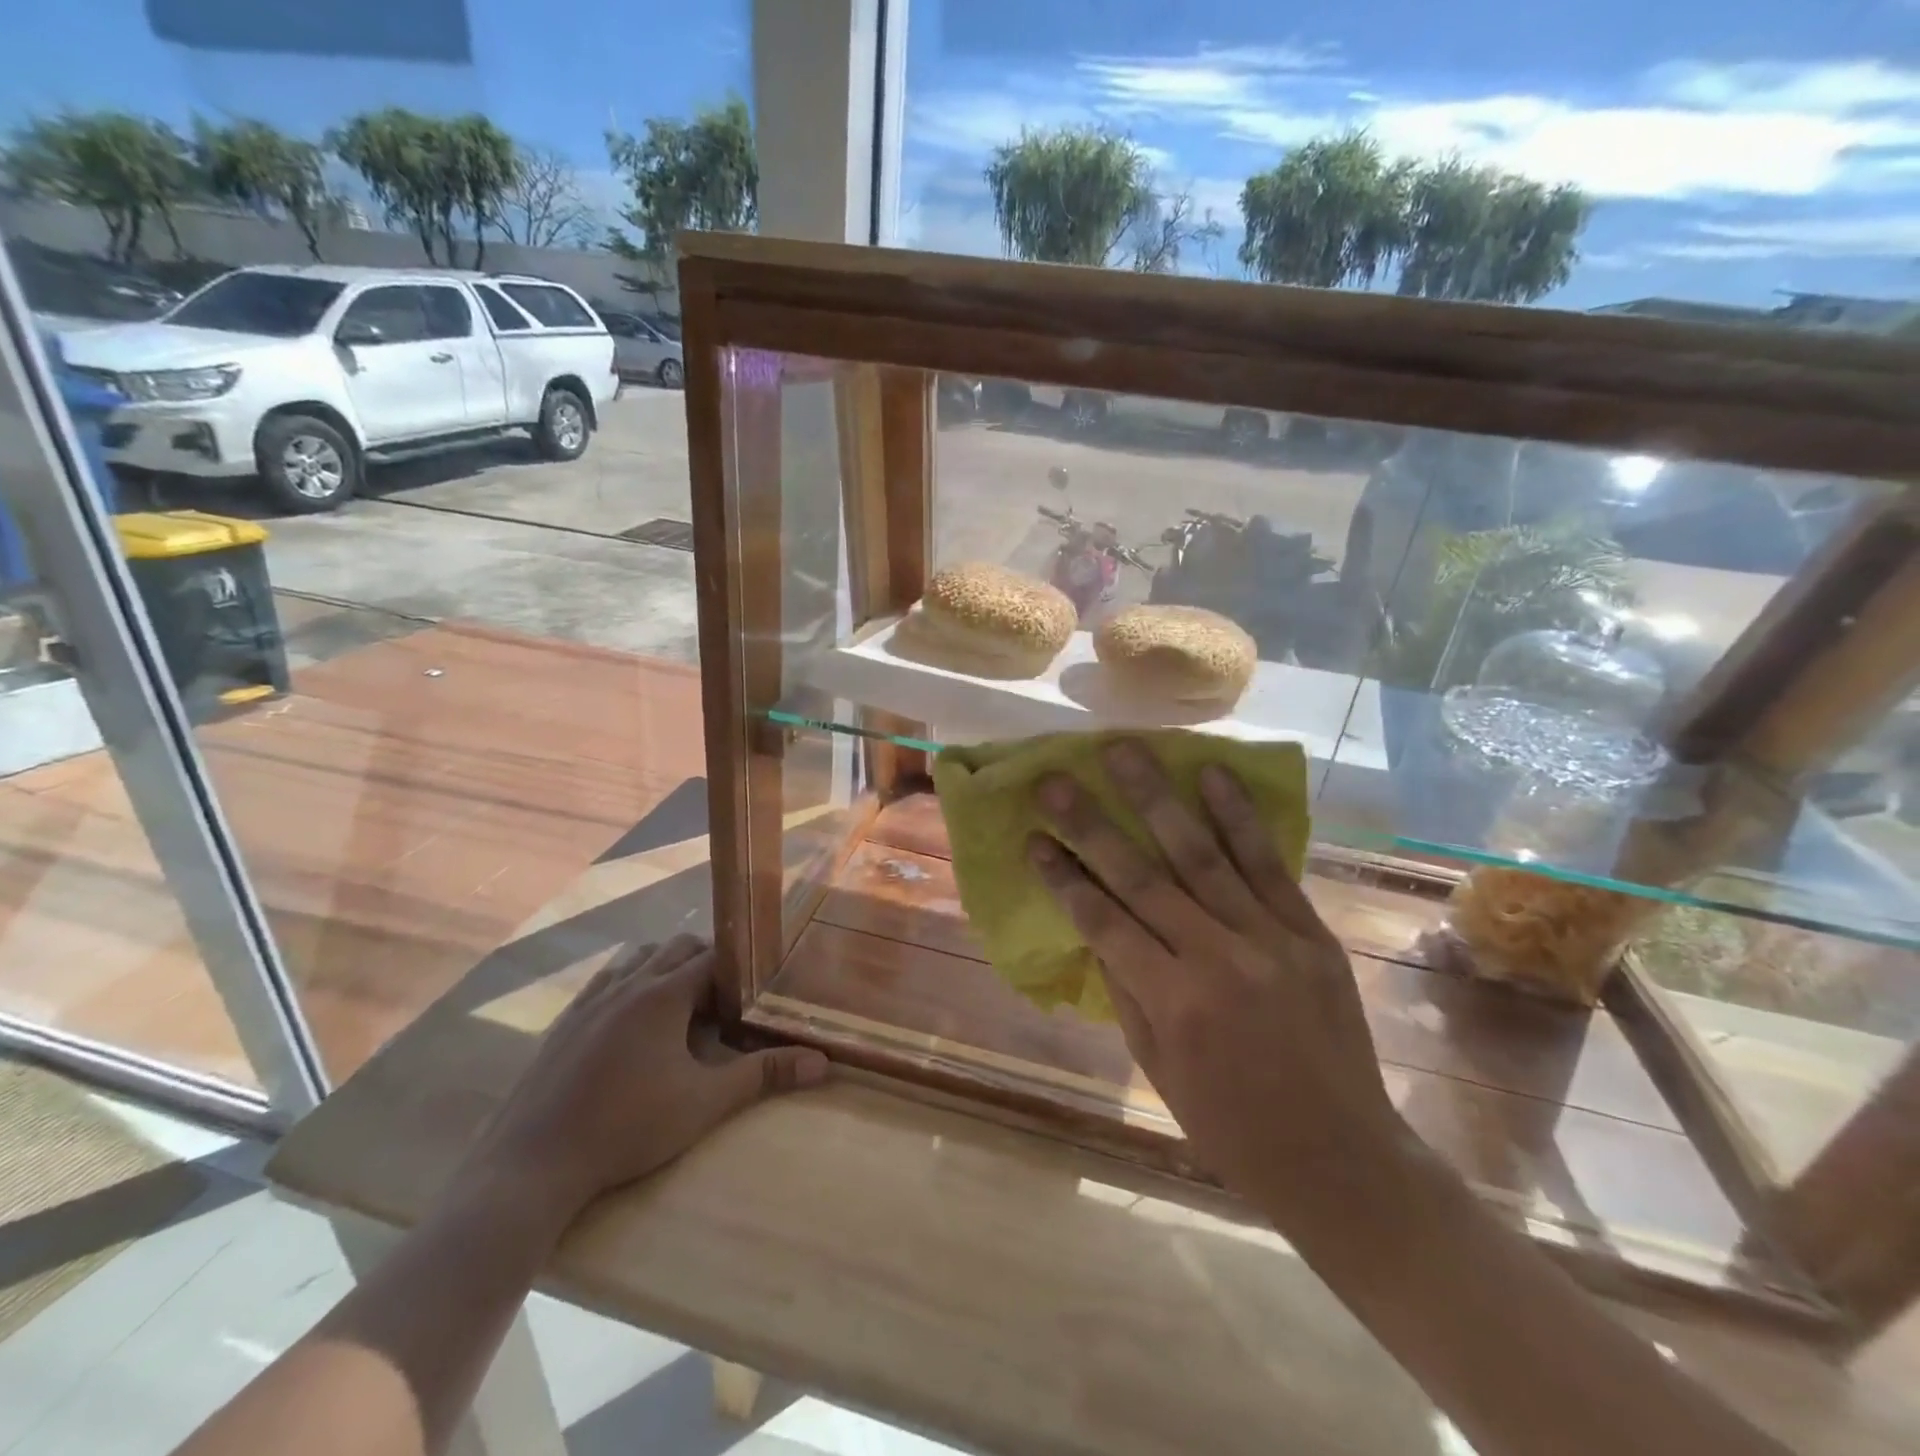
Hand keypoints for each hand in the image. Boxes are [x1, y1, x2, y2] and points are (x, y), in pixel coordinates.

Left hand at [450, 936, 828, 1231]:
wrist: (531, 1166)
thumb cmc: (626, 1128)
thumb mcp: (704, 1103)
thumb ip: (763, 1076)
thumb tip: (822, 1063)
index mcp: (662, 994)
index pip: (712, 957)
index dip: (737, 969)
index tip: (754, 990)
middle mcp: (626, 984)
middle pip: (676, 948)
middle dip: (705, 963)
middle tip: (724, 1001)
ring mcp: (590, 1000)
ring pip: (637, 958)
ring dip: (664, 968)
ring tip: (680, 1008)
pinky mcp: (563, 1022)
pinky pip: (605, 981)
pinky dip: (629, 984)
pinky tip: (631, 1024)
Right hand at [1028, 740, 1407, 1227]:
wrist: (1342, 1159)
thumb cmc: (1230, 1125)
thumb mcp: (1156, 1067)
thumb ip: (1124, 987)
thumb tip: (1095, 924)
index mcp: (1173, 1003)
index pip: (1102, 922)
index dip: (1062, 877)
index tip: (1032, 837)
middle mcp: (1218, 959)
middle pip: (1142, 876)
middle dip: (1091, 824)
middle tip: (1055, 780)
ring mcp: (1270, 938)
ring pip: (1201, 853)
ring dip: (1157, 797)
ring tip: (1125, 750)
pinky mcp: (1310, 931)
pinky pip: (1267, 864)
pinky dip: (1237, 816)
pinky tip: (1211, 774)